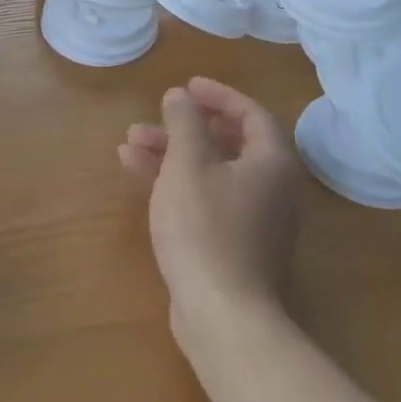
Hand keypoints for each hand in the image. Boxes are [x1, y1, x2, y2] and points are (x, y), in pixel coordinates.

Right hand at [119, 78, 298, 326]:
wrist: (222, 315)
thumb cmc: (206, 228)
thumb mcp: (188, 164)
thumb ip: (184, 122)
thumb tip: (180, 95)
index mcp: (270, 162)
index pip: (251, 113)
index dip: (218, 95)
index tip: (186, 86)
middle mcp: (270, 187)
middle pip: (227, 142)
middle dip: (185, 127)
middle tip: (154, 116)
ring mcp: (252, 219)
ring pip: (210, 170)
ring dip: (172, 153)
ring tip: (129, 143)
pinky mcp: (232, 244)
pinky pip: (204, 197)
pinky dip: (175, 181)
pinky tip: (137, 173)